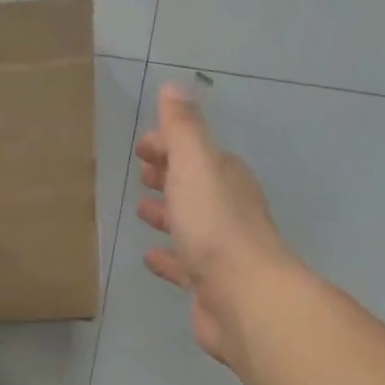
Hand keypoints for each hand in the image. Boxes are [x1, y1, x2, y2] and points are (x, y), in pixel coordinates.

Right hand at [135, 82, 293, 367]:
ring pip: (188, 223)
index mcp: (224, 178)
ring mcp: (218, 248)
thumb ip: (183, 129)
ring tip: (141, 210)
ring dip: (167, 214)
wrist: (243, 296)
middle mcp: (225, 209)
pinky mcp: (207, 283)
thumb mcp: (196, 165)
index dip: (169, 145)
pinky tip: (149, 257)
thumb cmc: (215, 226)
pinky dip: (166, 257)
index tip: (142, 146)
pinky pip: (182, 263)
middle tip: (142, 171)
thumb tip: (174, 87)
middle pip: (194, 185)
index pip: (195, 152)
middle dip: (169, 174)